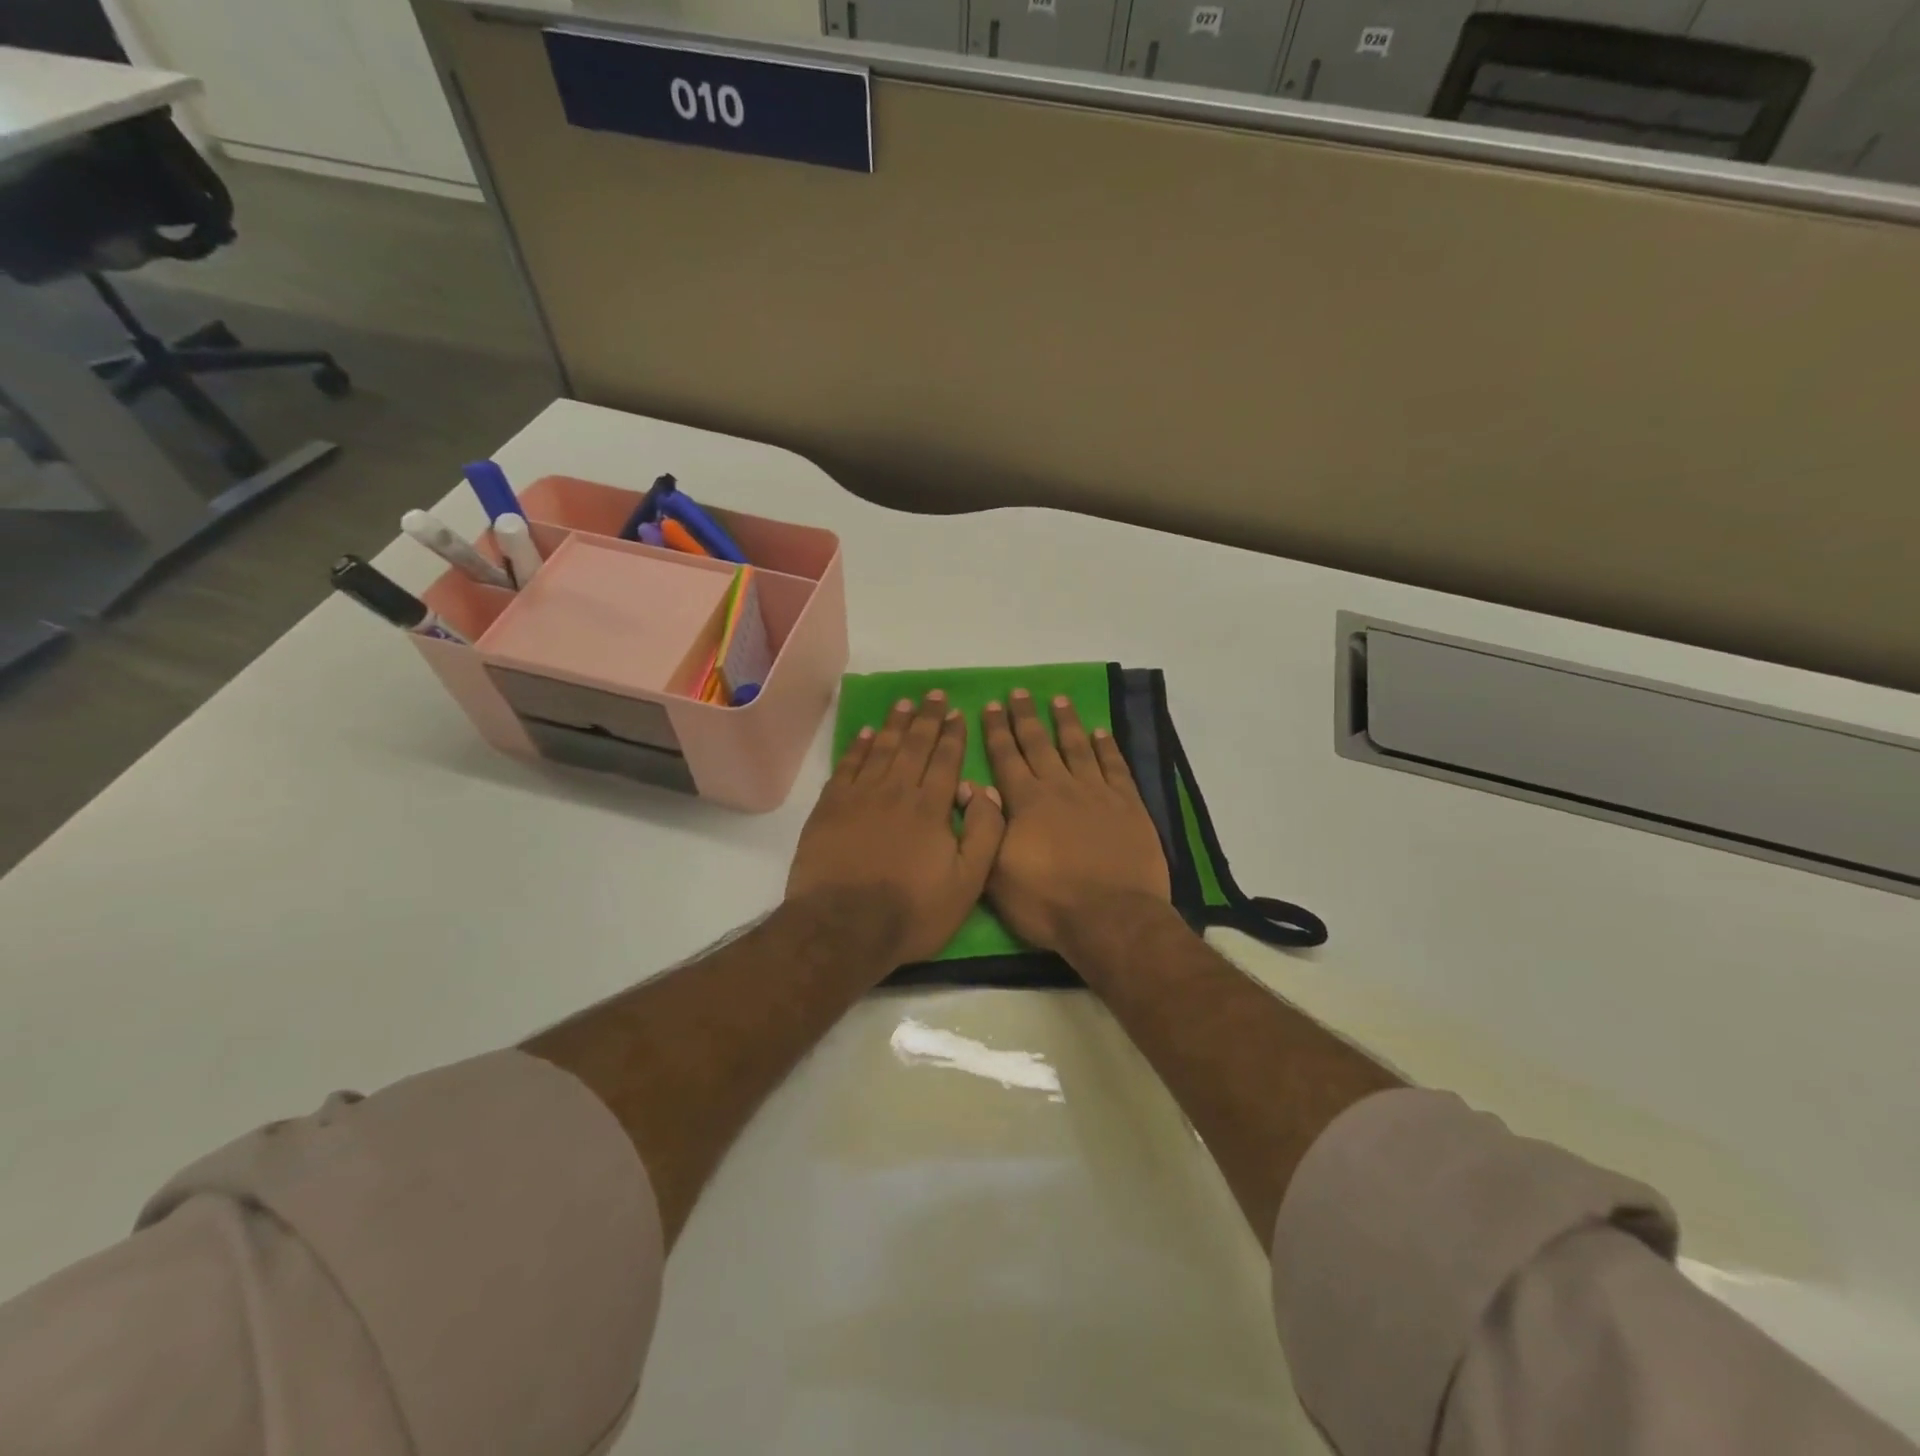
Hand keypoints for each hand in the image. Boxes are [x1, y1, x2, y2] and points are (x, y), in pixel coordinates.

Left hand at [787, 692, 1005, 966]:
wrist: (844, 927)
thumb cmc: (912, 911)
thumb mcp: (968, 883)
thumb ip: (984, 834)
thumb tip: (984, 790)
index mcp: (931, 807)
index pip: (946, 760)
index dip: (953, 735)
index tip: (957, 712)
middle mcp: (897, 791)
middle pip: (914, 746)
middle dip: (927, 719)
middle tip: (933, 695)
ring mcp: (860, 796)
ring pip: (880, 748)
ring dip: (894, 724)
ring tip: (904, 703)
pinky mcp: (830, 807)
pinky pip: (847, 766)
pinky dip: (857, 747)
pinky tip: (864, 734)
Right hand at [981, 689, 1170, 954]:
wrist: (1111, 918)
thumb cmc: (1047, 902)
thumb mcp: (997, 874)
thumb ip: (987, 828)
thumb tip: (977, 789)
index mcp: (1026, 803)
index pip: (1006, 758)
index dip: (997, 731)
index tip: (990, 705)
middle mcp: (1060, 788)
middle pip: (1039, 744)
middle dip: (1025, 717)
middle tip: (1019, 692)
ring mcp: (1097, 794)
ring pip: (1078, 748)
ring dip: (1066, 723)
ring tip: (1058, 700)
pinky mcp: (1128, 806)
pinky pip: (1115, 767)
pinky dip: (1107, 748)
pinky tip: (1101, 732)